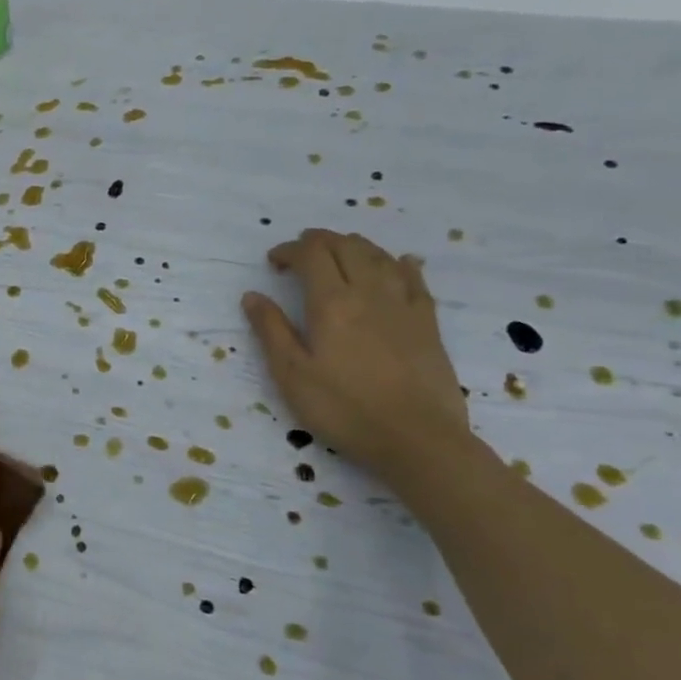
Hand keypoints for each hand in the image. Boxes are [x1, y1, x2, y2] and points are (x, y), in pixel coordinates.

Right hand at [242, 229, 470, 484]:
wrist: (417, 438)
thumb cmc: (344, 409)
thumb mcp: (292, 375)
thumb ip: (271, 330)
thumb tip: (252, 295)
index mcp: (331, 303)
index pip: (311, 254)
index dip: (290, 250)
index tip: (274, 263)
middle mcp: (369, 292)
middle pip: (345, 246)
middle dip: (319, 241)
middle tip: (301, 254)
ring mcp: (403, 304)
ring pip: (379, 255)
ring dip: (354, 246)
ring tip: (339, 254)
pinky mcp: (427, 322)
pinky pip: (415, 278)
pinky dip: (400, 263)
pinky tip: (398, 263)